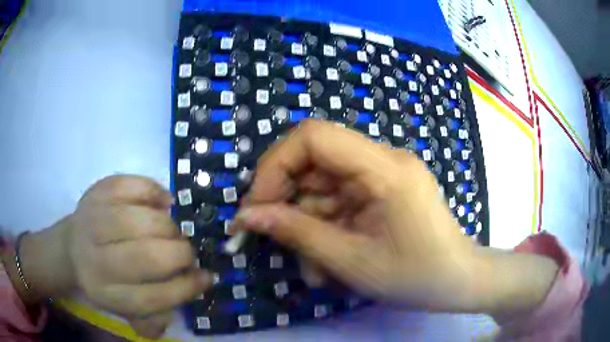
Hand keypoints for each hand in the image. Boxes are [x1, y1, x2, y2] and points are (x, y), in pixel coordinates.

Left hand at [15, 176, 210, 338]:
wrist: (72, 248)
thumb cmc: (105, 280)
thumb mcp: (126, 308)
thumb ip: (156, 316)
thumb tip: (187, 295)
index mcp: (106, 293)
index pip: (152, 297)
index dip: (185, 288)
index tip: (205, 278)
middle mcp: (95, 258)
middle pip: (147, 257)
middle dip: (179, 254)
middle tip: (187, 253)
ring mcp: (93, 219)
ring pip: (141, 220)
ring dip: (168, 226)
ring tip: (173, 231)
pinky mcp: (96, 191)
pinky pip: (132, 186)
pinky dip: (155, 192)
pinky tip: (162, 203)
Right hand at [234, 120, 558, 317]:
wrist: (458, 282)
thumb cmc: (416, 276)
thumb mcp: (351, 260)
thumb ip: (297, 234)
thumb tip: (248, 216)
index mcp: (384, 167)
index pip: (314, 136)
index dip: (275, 165)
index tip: (257, 205)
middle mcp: (382, 160)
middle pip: (314, 162)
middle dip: (288, 203)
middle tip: (274, 240)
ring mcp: (382, 175)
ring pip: (322, 189)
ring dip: (308, 228)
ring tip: (315, 271)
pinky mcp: (381, 192)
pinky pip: (339, 203)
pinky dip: (326, 231)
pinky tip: (329, 263)